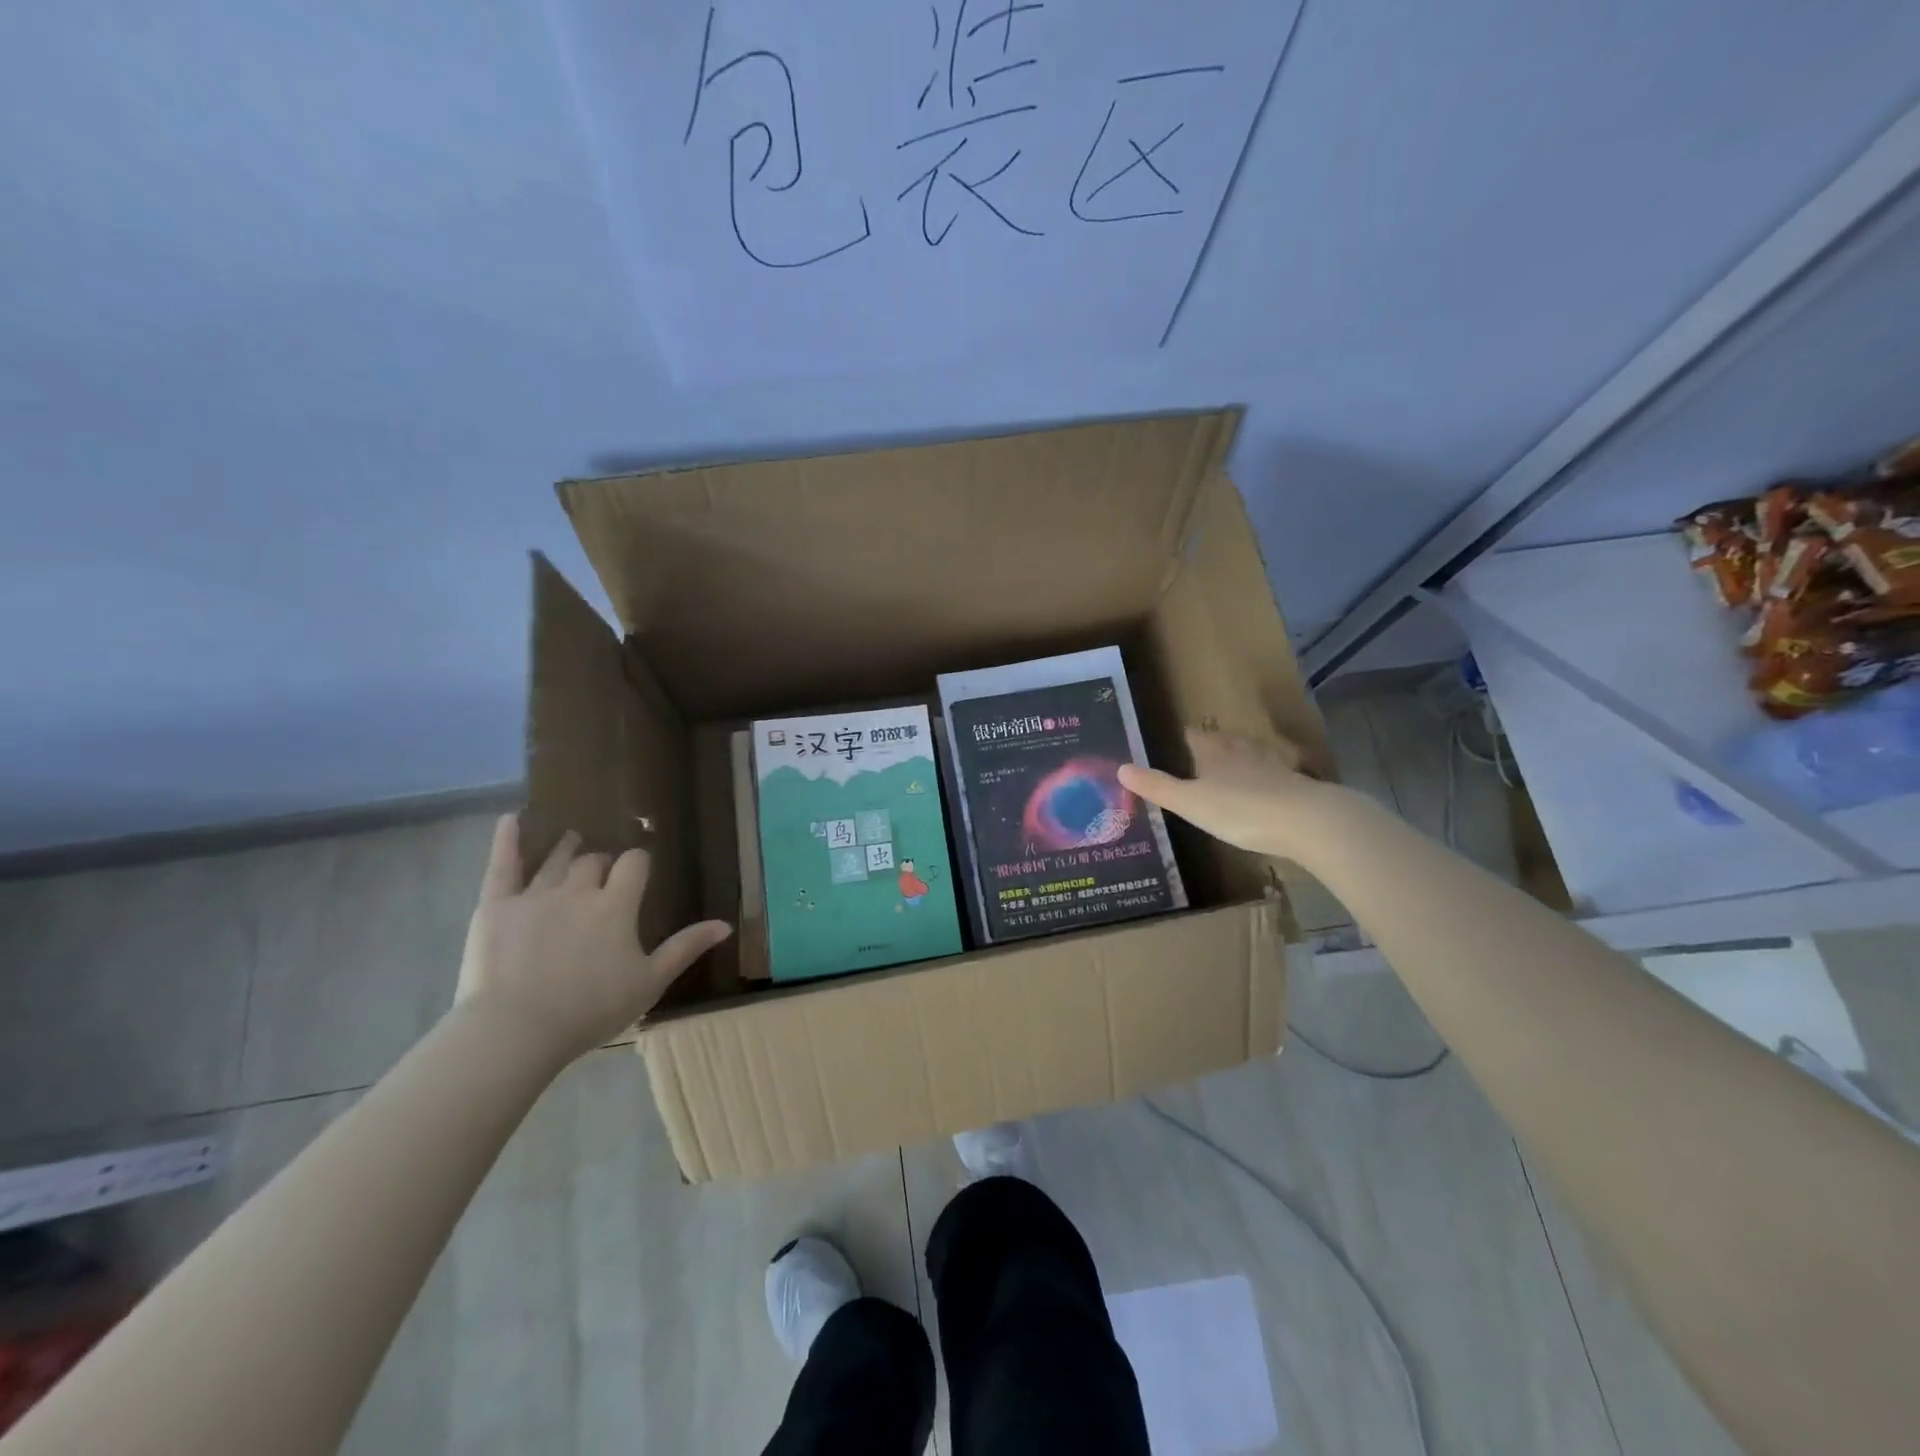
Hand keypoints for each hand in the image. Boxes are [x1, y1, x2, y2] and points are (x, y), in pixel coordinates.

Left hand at [455, 816, 730, 1065]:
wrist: (516, 1031)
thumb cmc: (591, 1010)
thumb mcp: (649, 983)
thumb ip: (685, 948)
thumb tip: (725, 924)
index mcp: (616, 905)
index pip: (634, 864)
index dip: (637, 864)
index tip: (638, 872)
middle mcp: (578, 890)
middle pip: (594, 861)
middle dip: (601, 864)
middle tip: (602, 876)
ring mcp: (535, 896)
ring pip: (555, 860)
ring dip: (566, 849)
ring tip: (571, 841)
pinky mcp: (496, 907)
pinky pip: (502, 866)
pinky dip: (506, 841)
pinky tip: (511, 819)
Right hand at [1117, 728, 1354, 862]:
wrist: (1305, 821)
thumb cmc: (1239, 809)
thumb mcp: (1189, 802)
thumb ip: (1156, 786)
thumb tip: (1120, 768)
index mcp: (1213, 751)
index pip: (1195, 736)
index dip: (1185, 737)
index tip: (1177, 740)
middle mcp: (1242, 751)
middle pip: (1224, 740)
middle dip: (1214, 744)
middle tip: (1202, 752)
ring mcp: (1272, 765)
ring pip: (1251, 753)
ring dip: (1241, 756)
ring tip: (1232, 765)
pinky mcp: (1295, 783)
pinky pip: (1274, 774)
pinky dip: (1266, 777)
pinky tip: (1266, 787)